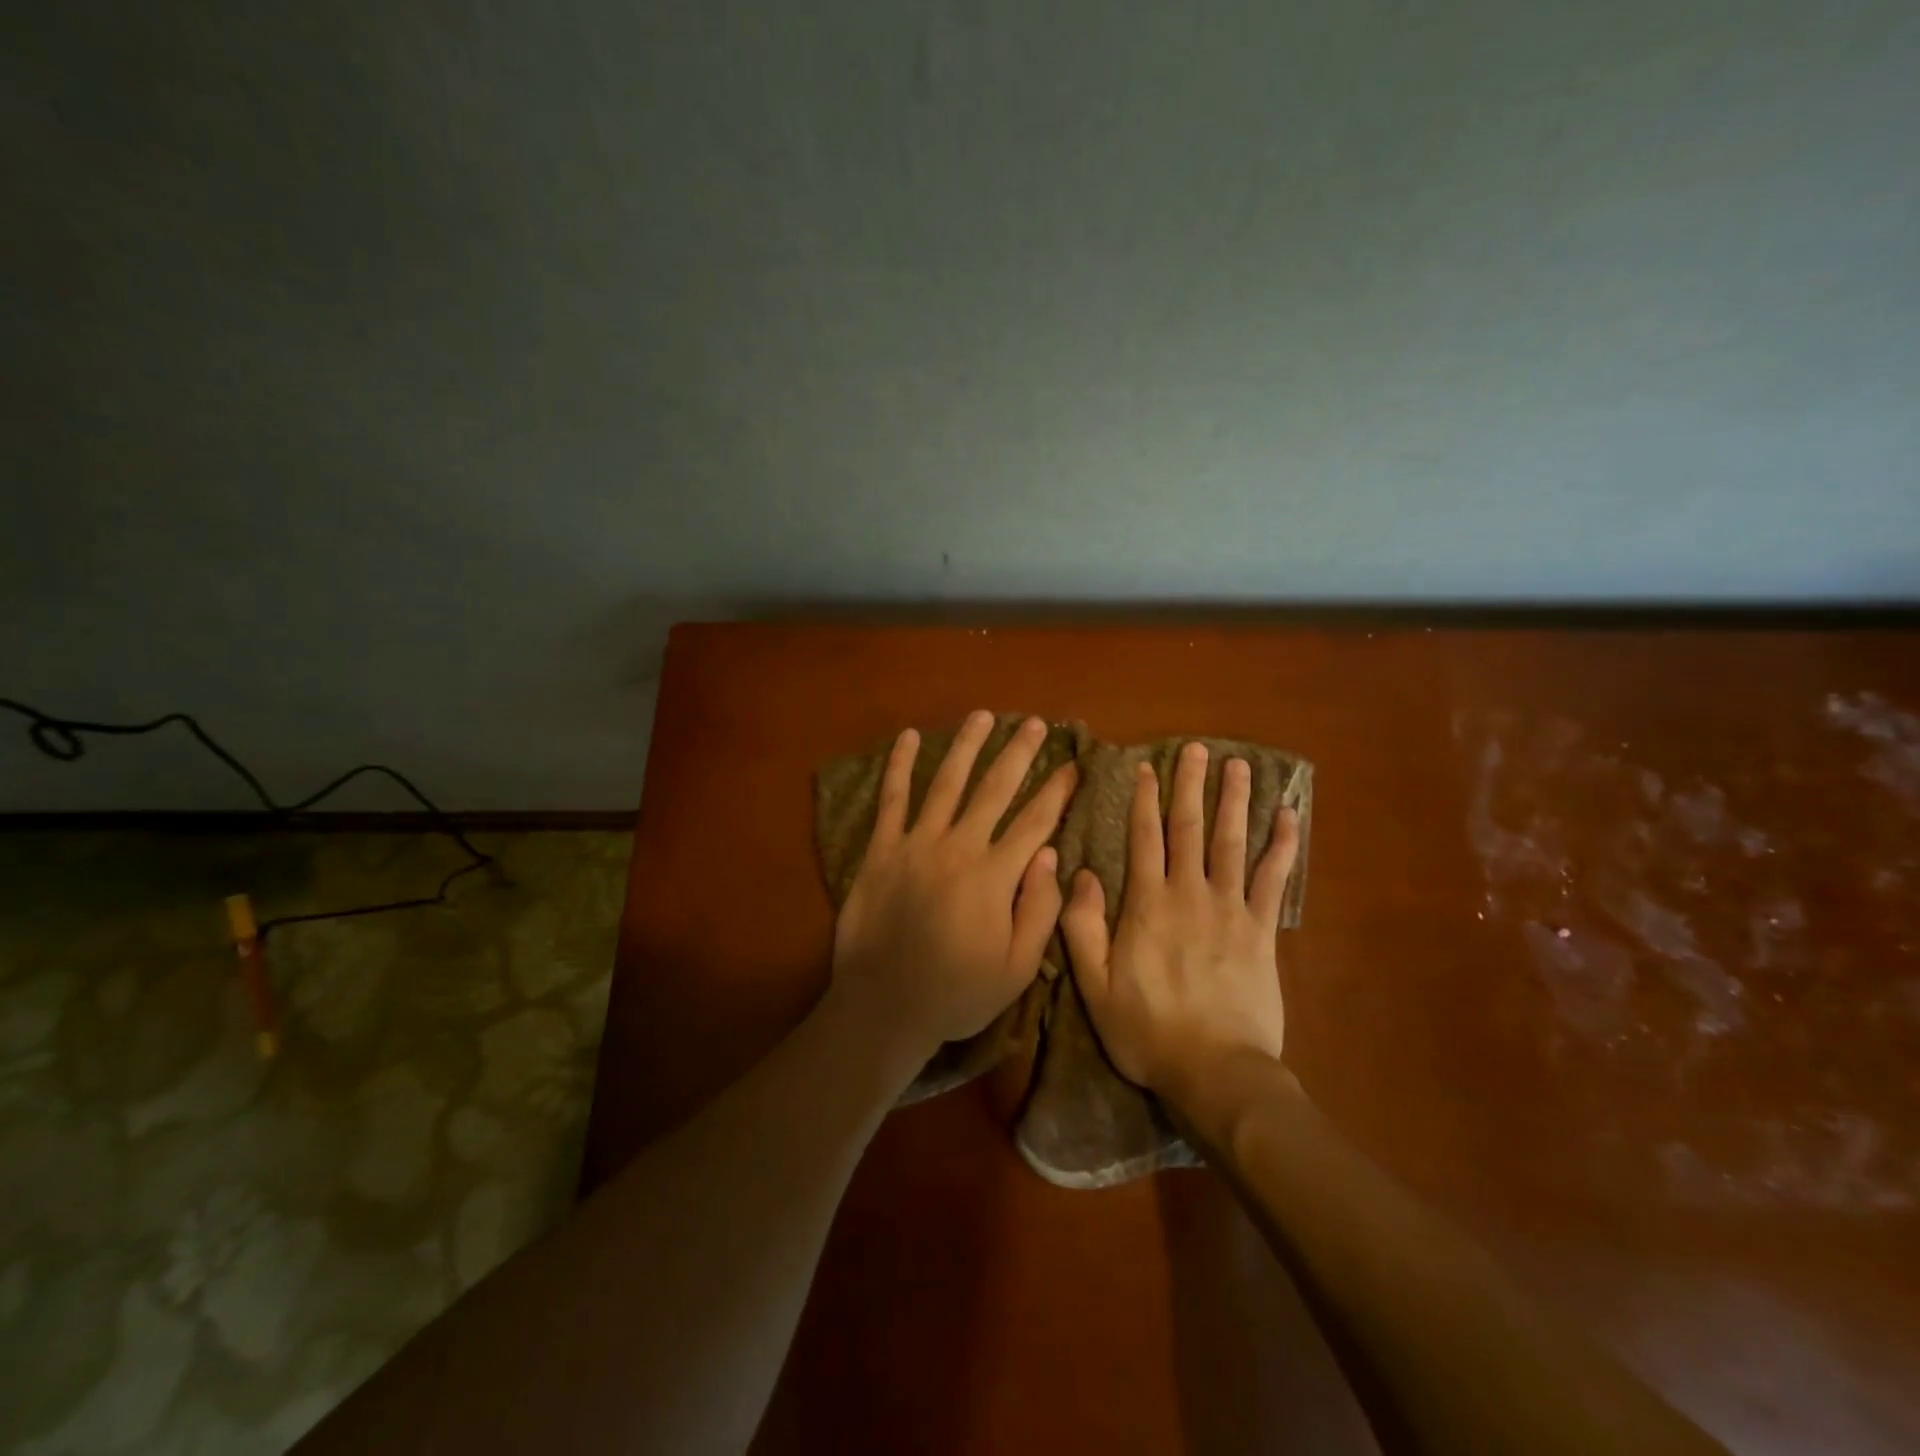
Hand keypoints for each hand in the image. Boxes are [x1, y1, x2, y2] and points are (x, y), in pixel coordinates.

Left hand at [828, 711, 1077, 1063]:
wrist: (883, 1007)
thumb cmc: (956, 993)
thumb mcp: (1016, 968)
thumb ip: (1038, 910)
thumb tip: (1049, 854)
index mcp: (994, 876)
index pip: (1035, 822)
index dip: (1057, 791)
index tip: (1073, 766)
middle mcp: (958, 847)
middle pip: (995, 789)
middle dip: (1019, 753)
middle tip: (1036, 724)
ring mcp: (916, 843)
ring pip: (947, 783)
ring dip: (968, 746)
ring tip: (984, 715)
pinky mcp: (882, 849)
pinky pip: (892, 799)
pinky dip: (900, 766)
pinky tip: (909, 737)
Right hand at [1061, 742, 1299, 1102]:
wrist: (1216, 1071)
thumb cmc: (1147, 1031)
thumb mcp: (1094, 985)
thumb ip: (1082, 926)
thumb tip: (1079, 872)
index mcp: (1146, 904)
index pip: (1144, 838)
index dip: (1144, 799)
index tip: (1147, 766)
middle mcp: (1189, 893)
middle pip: (1190, 828)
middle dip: (1191, 785)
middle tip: (1197, 748)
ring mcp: (1230, 909)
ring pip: (1232, 842)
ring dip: (1235, 801)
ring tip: (1240, 766)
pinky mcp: (1262, 930)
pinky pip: (1273, 880)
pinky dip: (1282, 846)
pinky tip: (1288, 816)